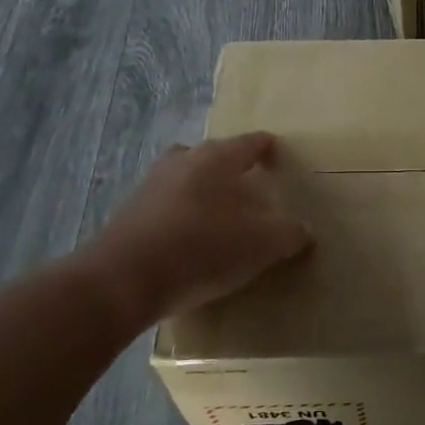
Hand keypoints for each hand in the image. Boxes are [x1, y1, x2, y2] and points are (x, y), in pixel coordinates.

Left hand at [73, 132, 311, 328]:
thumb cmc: (202, 248)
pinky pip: (166, 205)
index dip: (267, 147)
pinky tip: (190, 241)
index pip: (250, 143)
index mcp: (216, 158)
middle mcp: (182, 161)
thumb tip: (302, 230)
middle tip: (249, 186)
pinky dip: (181, 215)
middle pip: (212, 156)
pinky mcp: (128, 215)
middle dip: (230, 167)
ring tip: (220, 215)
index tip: (277, 151)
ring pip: (185, 178)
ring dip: (202, 191)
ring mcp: (150, 186)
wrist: (122, 281)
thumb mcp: (261, 244)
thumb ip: (288, 233)